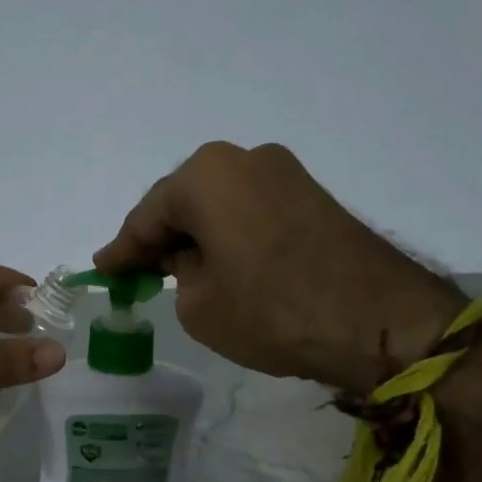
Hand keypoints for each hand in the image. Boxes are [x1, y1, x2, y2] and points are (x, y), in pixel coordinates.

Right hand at [94, 142, 462, 393]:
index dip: (122, 249)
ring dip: (196, 235)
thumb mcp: (199, 303)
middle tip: (136, 272)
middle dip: (159, 237)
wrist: (379, 322)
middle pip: (183, 201)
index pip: (147, 216)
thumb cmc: (272, 311)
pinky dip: (228, 234)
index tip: (102, 270)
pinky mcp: (311, 195)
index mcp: (206, 176)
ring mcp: (284, 173)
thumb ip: (177, 272)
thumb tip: (186, 258)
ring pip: (218, 204)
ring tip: (176, 270)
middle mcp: (244, 159)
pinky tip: (218, 261)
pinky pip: (250, 210)